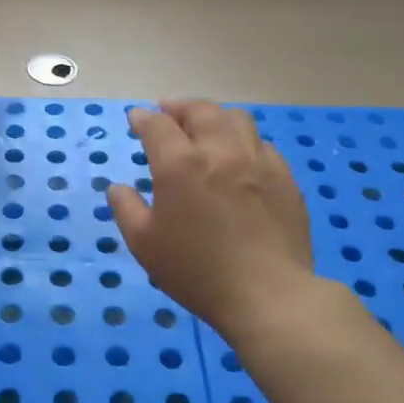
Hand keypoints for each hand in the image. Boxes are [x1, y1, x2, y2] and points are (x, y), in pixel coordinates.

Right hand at [107, 100, 328, 341]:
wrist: (267, 295)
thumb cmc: (196, 271)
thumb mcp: (144, 244)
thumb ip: (126, 209)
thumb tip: (118, 188)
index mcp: (180, 164)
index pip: (158, 125)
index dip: (143, 118)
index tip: (136, 119)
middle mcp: (220, 151)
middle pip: (200, 111)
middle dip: (179, 107)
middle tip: (168, 113)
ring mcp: (258, 162)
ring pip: (237, 119)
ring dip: (215, 117)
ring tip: (206, 128)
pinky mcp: (285, 179)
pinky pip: (263, 145)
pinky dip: (244, 141)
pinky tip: (240, 157)